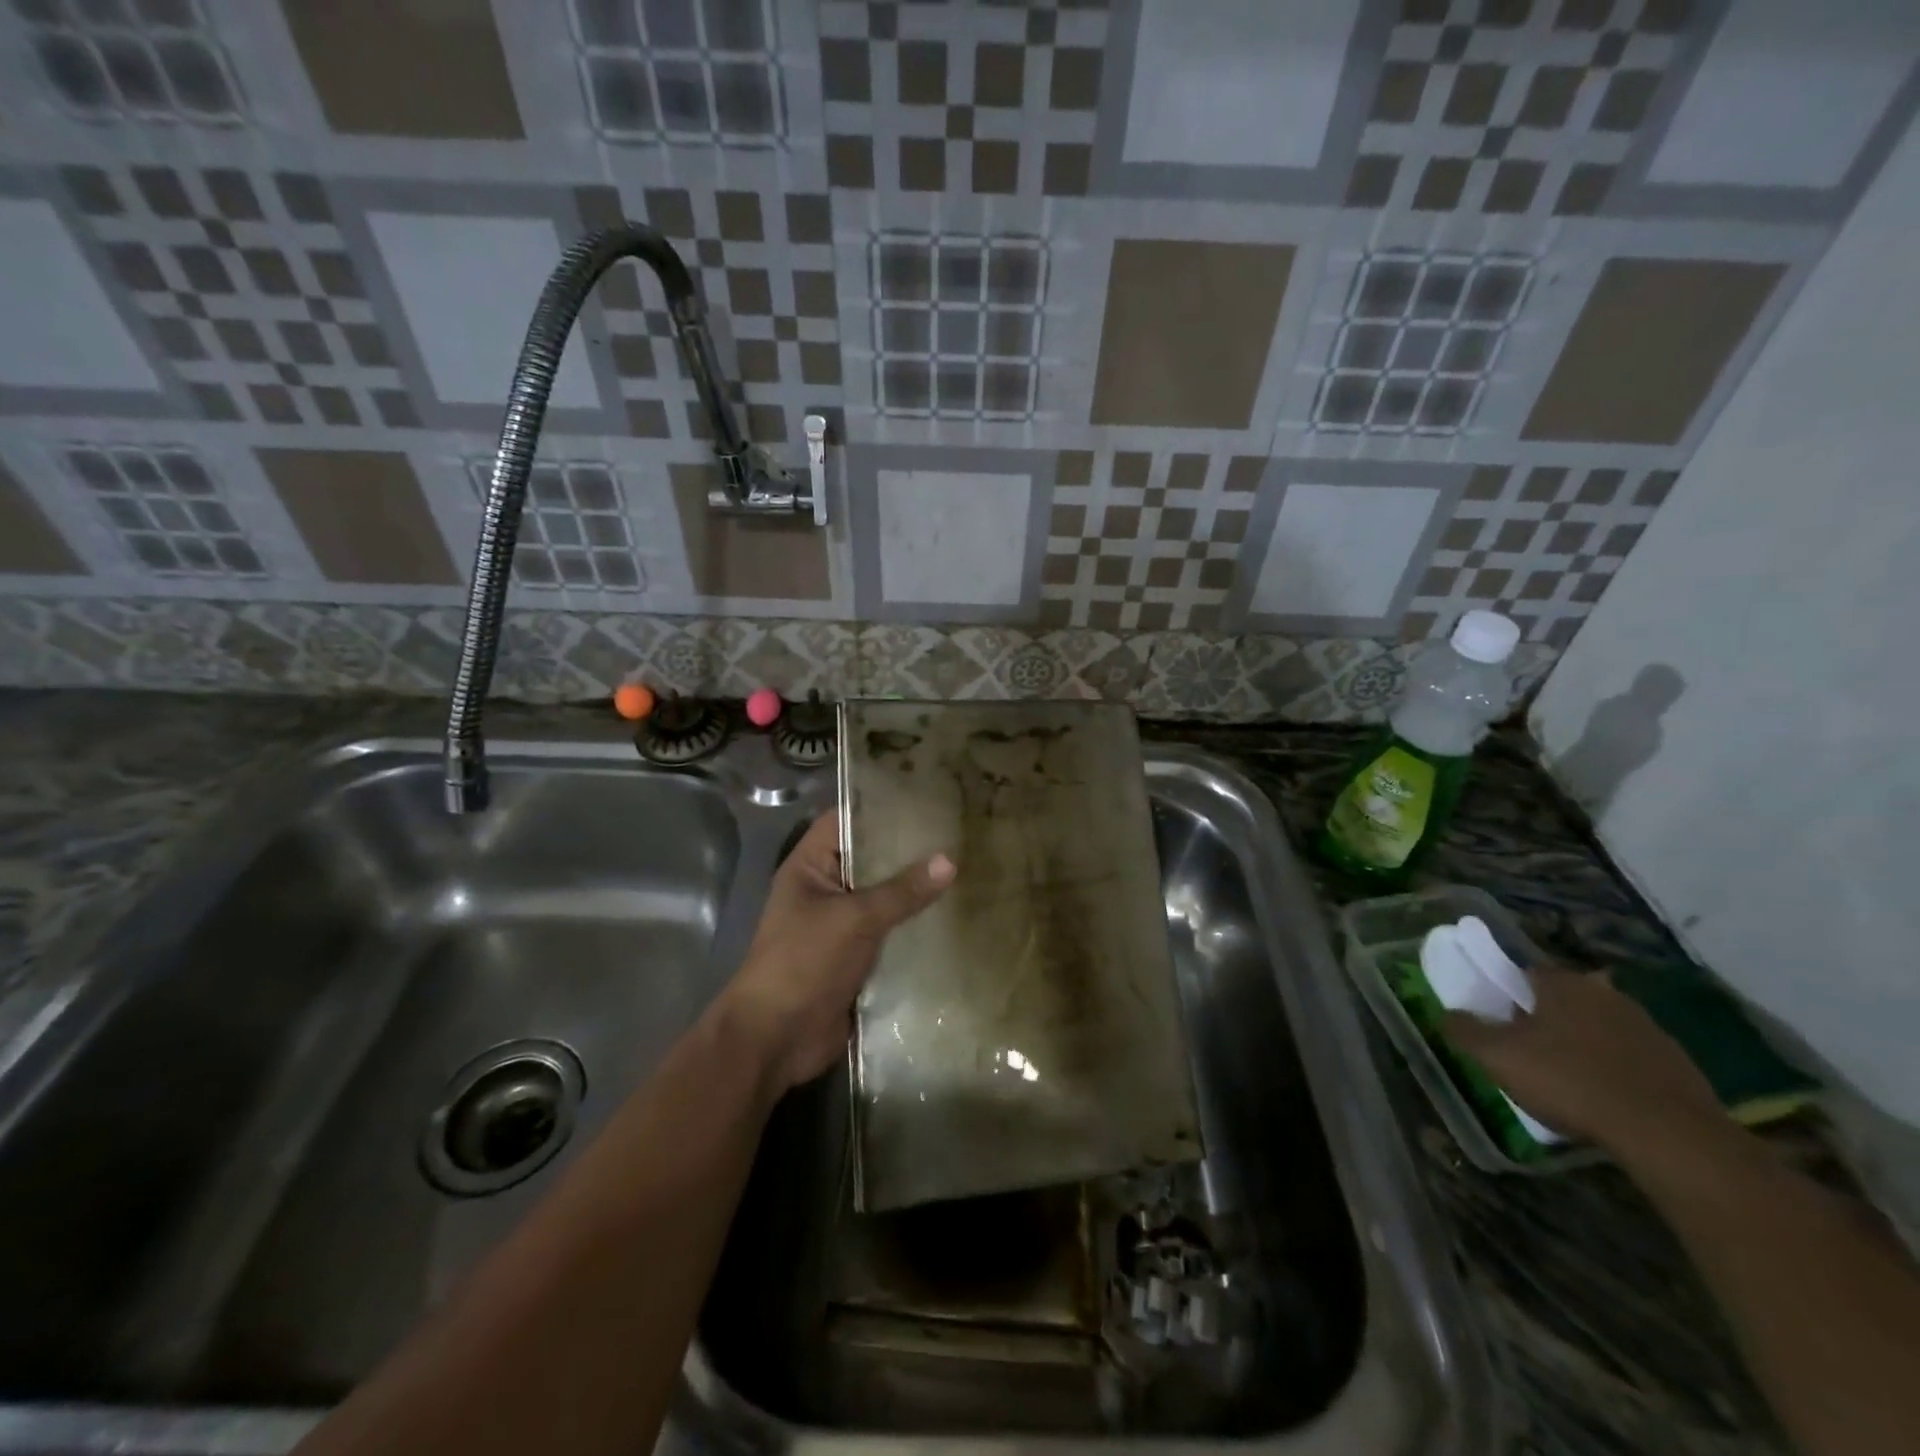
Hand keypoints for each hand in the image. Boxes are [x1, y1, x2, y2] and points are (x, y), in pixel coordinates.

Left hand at [719, 810, 953, 1095]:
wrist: (776, 1039)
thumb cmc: (803, 962)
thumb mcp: (854, 919)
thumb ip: (901, 891)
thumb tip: (949, 860)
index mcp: (809, 867)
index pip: (844, 820)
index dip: (878, 806)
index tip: (924, 798)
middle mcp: (825, 890)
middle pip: (869, 860)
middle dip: (907, 852)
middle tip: (957, 833)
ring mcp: (840, 926)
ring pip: (883, 899)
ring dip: (914, 892)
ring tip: (965, 868)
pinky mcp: (856, 958)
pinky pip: (889, 934)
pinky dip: (914, 928)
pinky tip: (953, 917)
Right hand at [1440, 964, 1722, 1155]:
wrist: (1668, 1134)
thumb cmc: (1570, 1081)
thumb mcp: (1498, 1056)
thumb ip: (1466, 1030)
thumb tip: (1447, 1014)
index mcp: (1563, 983)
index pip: (1525, 972)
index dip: (1508, 994)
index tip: (1500, 1020)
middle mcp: (1607, 994)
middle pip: (1565, 999)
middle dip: (1547, 1019)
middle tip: (1529, 1050)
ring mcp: (1649, 1028)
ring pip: (1600, 1027)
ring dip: (1583, 1043)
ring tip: (1567, 1078)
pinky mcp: (1679, 1064)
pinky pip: (1631, 1058)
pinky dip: (1615, 1070)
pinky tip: (1605, 1099)